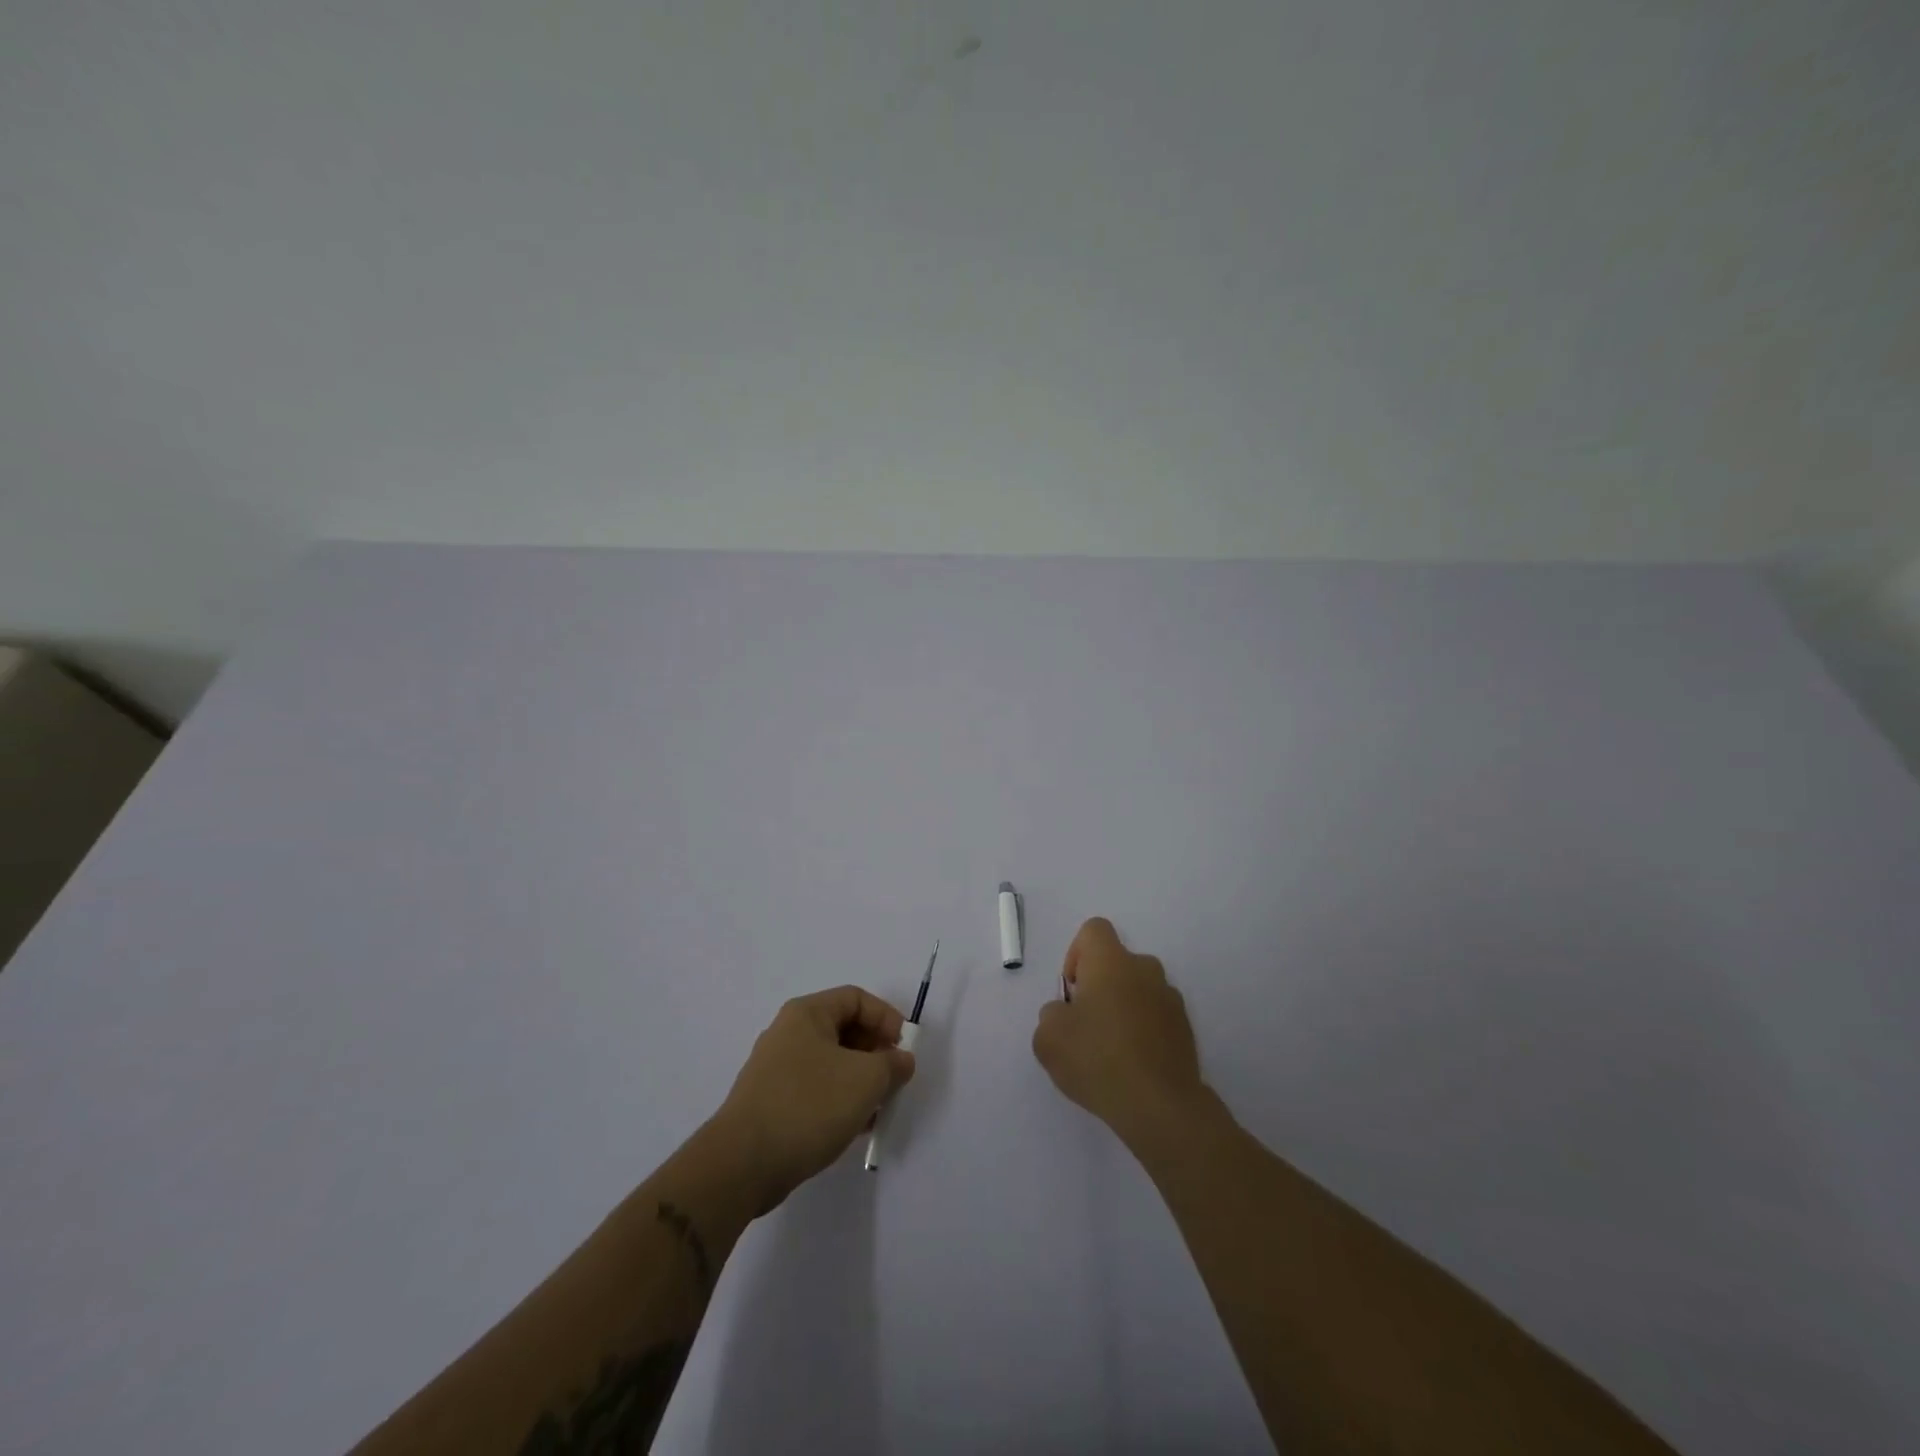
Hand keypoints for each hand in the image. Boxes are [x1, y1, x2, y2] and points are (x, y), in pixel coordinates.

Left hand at [713, 985, 915, 1209]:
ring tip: (879, 1106)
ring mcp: (776, 1069)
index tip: (904, 1047)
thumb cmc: (809, 1106)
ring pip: (831, 1063)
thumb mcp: (866, 1079)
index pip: (856, 998)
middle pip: (843, 1029)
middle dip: (875, 1052)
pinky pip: (815, 1089)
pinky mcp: (771, 1102)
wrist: (742, 1164)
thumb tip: (901, 1060)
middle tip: (894, 1078)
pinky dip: (839, 1100)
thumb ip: (892, 1064)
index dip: (886, 1017)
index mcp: (806, 1014)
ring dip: (860, 1079)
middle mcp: (788, 1033)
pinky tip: (855, 1126)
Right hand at [1033, 918, 1205, 1144]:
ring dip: (1123, 1009)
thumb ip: (1051, 1014)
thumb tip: (1066, 1013)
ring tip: (1111, 1052)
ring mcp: (1170, 999)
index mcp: (1111, 961)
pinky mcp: (1186, 1029)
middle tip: (1086, 1026)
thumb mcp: (1048, 1038)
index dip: (1076, 954)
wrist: (1160, 1106)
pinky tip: (1133, 1067)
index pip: (1093, 930)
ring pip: (1138, 990)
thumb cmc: (1097, 1059)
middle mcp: (1145, 969)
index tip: (1073, 992)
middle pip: (1116, 963)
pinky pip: (1156, 1017)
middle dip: (1100, 986)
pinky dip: (1143, 1031)